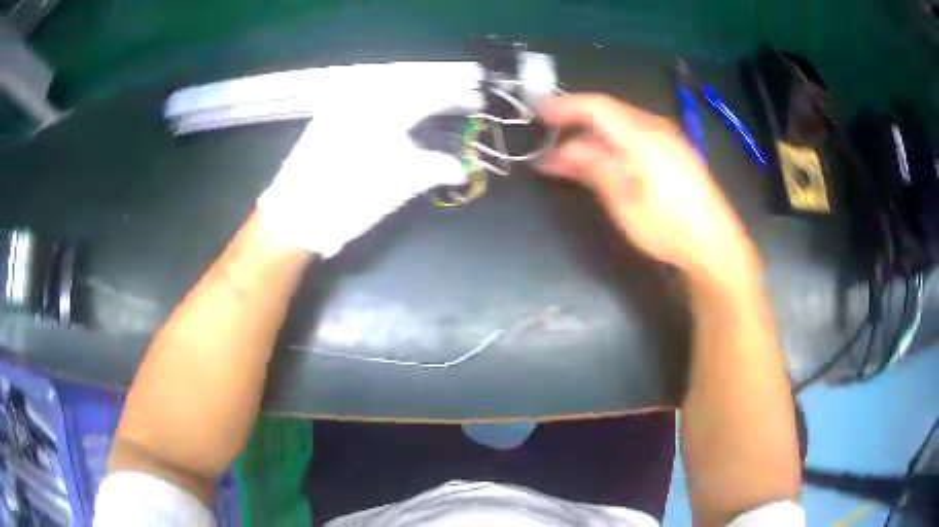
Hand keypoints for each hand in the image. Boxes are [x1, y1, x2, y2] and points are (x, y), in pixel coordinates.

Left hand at [258, 84, 483, 256]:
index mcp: (384, 113)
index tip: (475, 96)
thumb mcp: (398, 187)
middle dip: (436, 87)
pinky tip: (392, 109)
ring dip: (411, 90)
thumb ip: (434, 169)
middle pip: (408, 83)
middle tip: (457, 94)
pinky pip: (362, 96)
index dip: (456, 94)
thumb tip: (461, 168)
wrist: (294, 216)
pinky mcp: (326, 116)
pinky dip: (385, 99)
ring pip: (384, 86)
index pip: (429, 94)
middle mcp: (362, 99)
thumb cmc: (350, 202)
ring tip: (429, 101)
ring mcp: (340, 105)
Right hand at [536, 94, 758, 282]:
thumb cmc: (668, 226)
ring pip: (622, 124)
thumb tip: (556, 152)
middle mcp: (655, 127)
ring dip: (593, 133)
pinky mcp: (675, 153)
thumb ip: (591, 167)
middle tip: (548, 138)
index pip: (596, 106)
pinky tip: (605, 159)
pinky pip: (636, 135)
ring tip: (570, 154)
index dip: (564, 106)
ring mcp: (669, 139)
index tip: (536, 111)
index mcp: (641, 134)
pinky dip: (613, 141)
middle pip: (608, 112)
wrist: (716, 245)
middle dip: (575, 121)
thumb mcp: (623, 200)